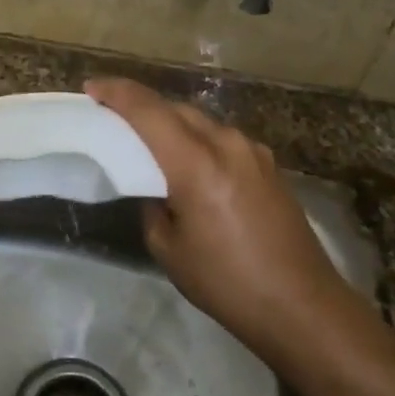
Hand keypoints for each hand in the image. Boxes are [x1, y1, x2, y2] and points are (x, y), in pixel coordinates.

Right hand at [85, 78, 343, 357]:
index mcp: (196, 163)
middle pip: (174, 108)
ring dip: (171, 123)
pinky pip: (221, 139)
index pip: (147, 109)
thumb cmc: (227, 283)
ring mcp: (252, 150)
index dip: (116, 92)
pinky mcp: (268, 164)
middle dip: (141, 106)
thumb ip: (151, 204)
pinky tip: (191, 164)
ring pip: (200, 121)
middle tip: (114, 118)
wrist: (303, 307)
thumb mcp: (168, 249)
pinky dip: (197, 140)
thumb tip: (154, 187)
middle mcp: (226, 143)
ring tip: (150, 141)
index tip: (91, 88)